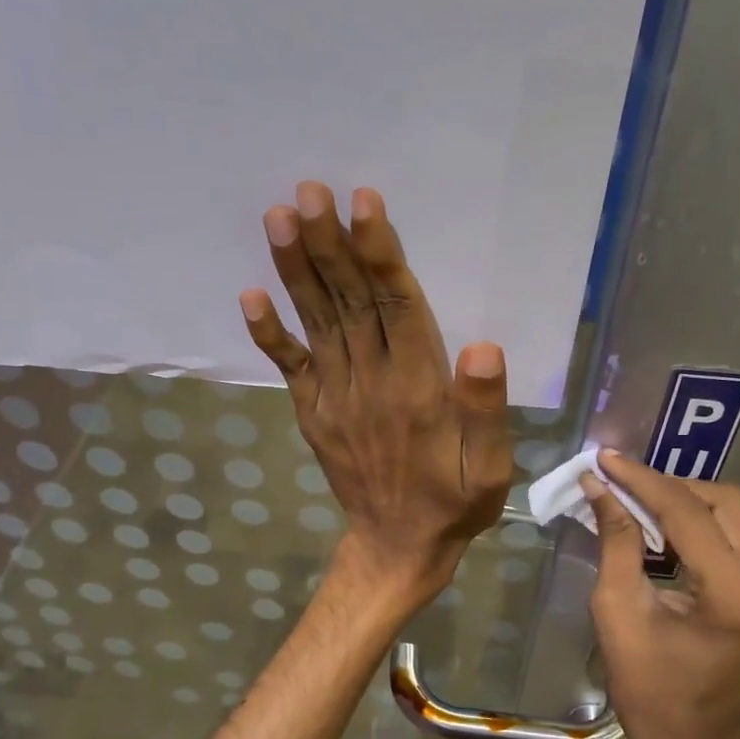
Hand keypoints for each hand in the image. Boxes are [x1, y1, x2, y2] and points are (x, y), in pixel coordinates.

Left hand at [240, 181, 512, 612]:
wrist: (397, 547)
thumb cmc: (453, 503)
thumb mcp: (489, 469)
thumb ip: (485, 410)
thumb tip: (483, 347)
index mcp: (417, 389)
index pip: (397, 308)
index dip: (379, 254)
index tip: (362, 203)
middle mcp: (370, 383)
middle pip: (349, 303)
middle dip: (329, 244)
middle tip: (308, 190)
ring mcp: (334, 398)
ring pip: (317, 323)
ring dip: (297, 271)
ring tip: (279, 218)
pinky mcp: (314, 413)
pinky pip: (289, 368)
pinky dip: (268, 333)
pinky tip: (250, 296)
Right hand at [582, 450, 739, 738]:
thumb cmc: (647, 689)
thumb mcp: (618, 612)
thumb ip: (615, 541)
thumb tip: (599, 486)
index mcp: (735, 597)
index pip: (687, 513)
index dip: (642, 481)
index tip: (606, 460)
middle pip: (724, 501)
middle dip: (669, 486)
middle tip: (622, 484)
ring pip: (736, 513)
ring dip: (686, 502)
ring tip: (638, 503)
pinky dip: (701, 524)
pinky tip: (665, 529)